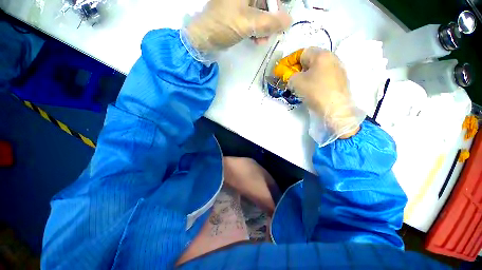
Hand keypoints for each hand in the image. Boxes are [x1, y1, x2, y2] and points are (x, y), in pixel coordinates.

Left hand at [182, 0, 290, 59]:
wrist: (204, 38)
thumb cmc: (223, 26)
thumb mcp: (248, 24)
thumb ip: (270, 23)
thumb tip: (288, 21)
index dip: (278, 6)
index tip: (280, 20)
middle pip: (267, 2)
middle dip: (270, 20)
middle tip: (270, 35)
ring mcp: (241, 3)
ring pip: (260, 13)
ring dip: (264, 28)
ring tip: (261, 41)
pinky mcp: (238, 13)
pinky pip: (252, 19)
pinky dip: (256, 30)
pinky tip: (255, 40)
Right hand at [287, 47, 364, 140]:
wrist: (335, 108)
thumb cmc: (315, 91)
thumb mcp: (296, 82)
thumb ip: (289, 75)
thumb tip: (290, 76)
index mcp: (321, 55)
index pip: (301, 53)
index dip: (289, 61)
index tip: (283, 70)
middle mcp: (332, 57)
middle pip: (310, 59)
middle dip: (298, 68)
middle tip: (291, 78)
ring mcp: (338, 68)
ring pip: (317, 68)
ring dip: (306, 74)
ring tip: (300, 85)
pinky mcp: (340, 79)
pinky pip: (323, 75)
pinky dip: (315, 79)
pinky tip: (311, 88)